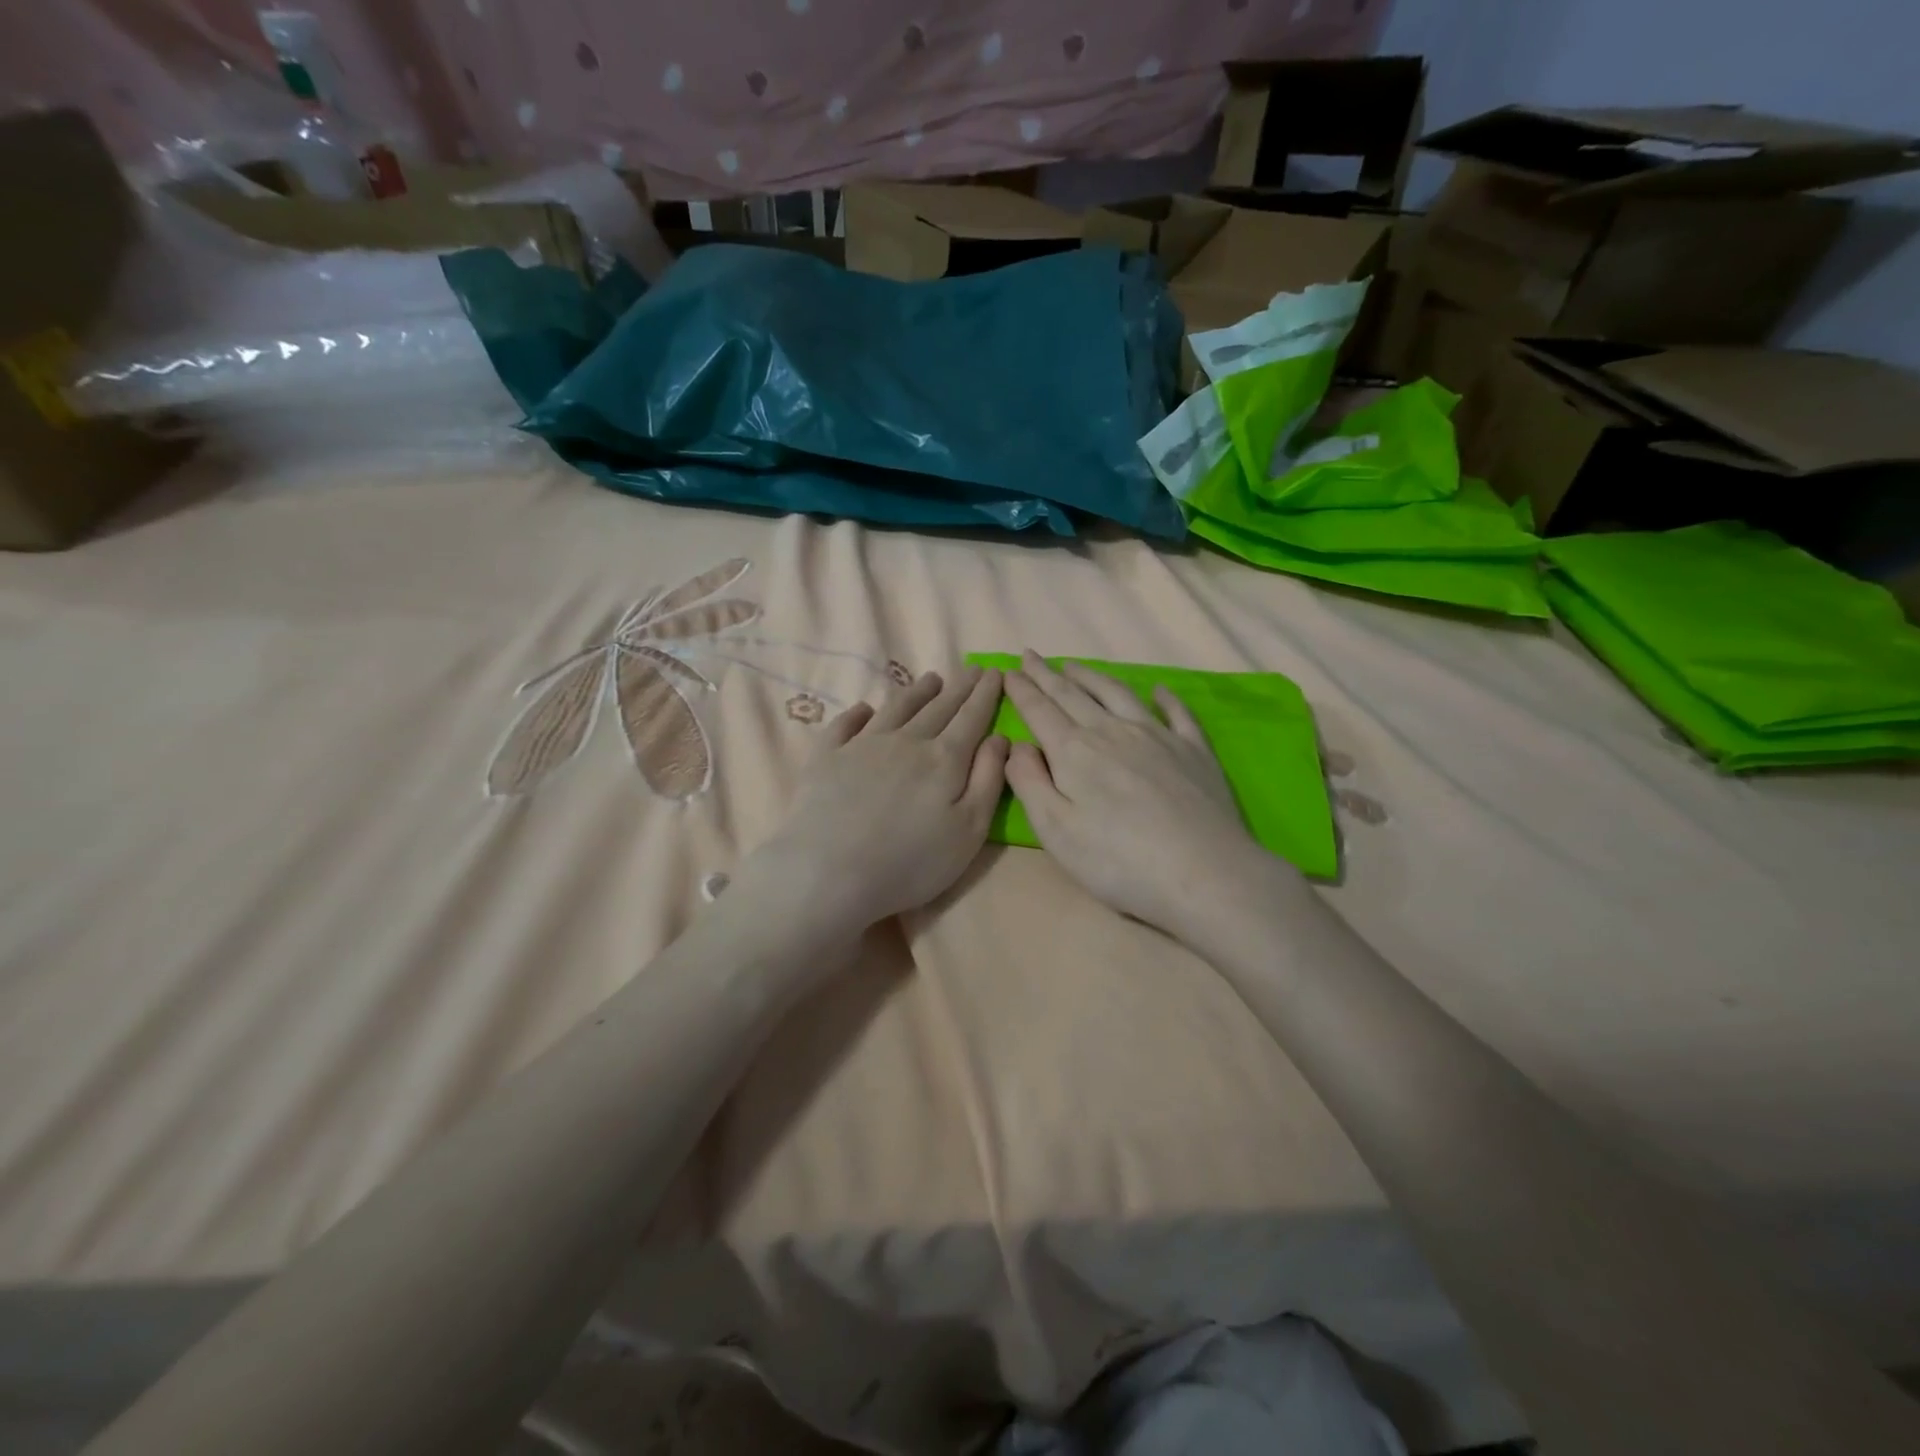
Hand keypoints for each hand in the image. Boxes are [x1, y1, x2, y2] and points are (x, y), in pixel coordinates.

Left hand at [756, 666, 1009, 931]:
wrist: (828, 872)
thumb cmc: (910, 862)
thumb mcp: (968, 831)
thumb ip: (988, 780)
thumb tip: (999, 738)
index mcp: (944, 759)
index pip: (971, 717)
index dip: (986, 694)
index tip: (996, 671)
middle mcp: (906, 741)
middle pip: (938, 708)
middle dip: (959, 687)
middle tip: (972, 669)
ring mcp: (862, 745)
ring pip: (896, 708)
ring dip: (916, 692)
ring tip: (930, 679)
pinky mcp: (827, 757)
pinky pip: (845, 724)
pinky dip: (858, 712)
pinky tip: (864, 709)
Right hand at [1003, 651, 1276, 941]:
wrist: (1203, 871)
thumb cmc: (1117, 860)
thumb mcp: (1055, 829)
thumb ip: (1029, 782)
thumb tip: (1018, 745)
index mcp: (1075, 752)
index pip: (1040, 711)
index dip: (1022, 690)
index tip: (1008, 671)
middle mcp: (1113, 732)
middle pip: (1073, 695)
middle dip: (1048, 675)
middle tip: (1032, 656)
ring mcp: (1158, 737)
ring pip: (1118, 694)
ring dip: (1093, 677)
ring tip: (1075, 665)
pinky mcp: (1194, 750)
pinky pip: (1177, 713)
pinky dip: (1165, 697)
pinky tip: (1158, 689)